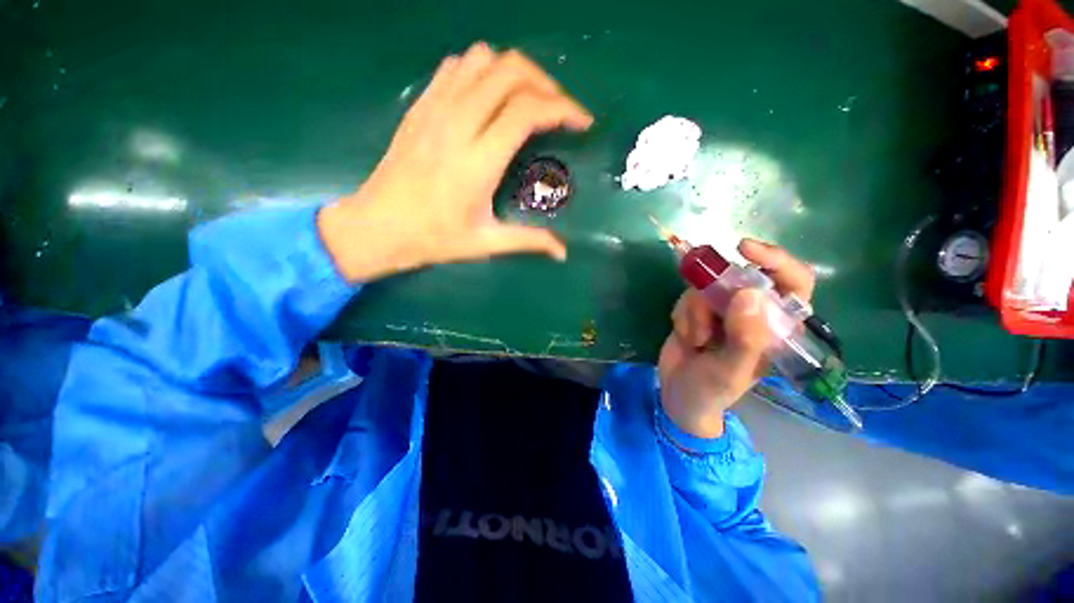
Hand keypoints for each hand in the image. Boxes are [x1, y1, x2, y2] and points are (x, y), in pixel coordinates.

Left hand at [318, 42, 593, 281]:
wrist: (377, 226)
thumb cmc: (433, 239)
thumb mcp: (485, 243)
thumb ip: (529, 241)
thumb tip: (563, 252)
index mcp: (478, 161)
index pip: (528, 110)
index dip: (563, 108)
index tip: (582, 121)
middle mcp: (458, 124)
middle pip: (510, 71)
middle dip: (546, 83)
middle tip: (559, 110)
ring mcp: (435, 108)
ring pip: (483, 58)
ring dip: (513, 72)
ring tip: (527, 100)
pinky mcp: (421, 105)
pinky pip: (456, 66)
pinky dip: (482, 71)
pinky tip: (489, 96)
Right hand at [657, 240, 814, 438]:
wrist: (678, 396)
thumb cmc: (711, 391)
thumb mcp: (730, 371)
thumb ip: (745, 338)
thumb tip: (750, 293)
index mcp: (777, 327)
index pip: (794, 282)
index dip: (775, 260)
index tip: (743, 249)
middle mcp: (754, 313)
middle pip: (741, 278)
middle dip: (716, 292)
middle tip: (702, 307)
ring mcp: (724, 311)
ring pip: (709, 287)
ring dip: (694, 312)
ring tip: (694, 340)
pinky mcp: (698, 311)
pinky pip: (689, 297)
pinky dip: (682, 314)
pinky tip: (685, 337)